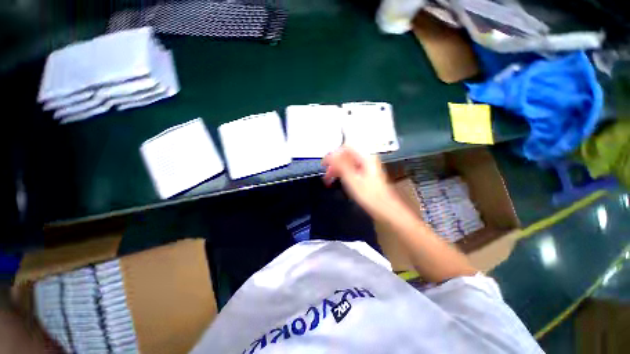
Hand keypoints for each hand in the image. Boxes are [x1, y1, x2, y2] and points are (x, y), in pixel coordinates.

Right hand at [321, 146, 401, 220]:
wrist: (383, 208)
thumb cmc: (369, 195)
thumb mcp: (352, 179)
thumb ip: (340, 165)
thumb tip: (331, 155)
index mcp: (365, 158)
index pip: (346, 147)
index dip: (334, 154)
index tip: (325, 163)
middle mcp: (367, 159)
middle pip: (346, 155)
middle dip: (334, 163)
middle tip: (326, 173)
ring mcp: (366, 167)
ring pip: (347, 163)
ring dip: (337, 169)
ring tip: (329, 178)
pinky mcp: (365, 174)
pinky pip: (351, 169)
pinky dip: (343, 173)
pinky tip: (337, 180)